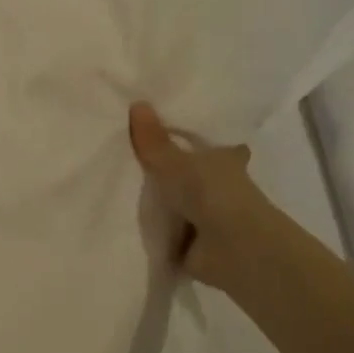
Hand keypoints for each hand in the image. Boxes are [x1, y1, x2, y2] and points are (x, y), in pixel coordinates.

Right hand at [128, 101, 275, 291]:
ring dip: (162, 201)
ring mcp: (210, 216)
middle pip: (194, 173)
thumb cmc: (211, 193)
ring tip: (122, 187)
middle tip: (135, 157)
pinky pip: (168, 230)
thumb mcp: (174, 161)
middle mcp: (222, 186)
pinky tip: (127, 221)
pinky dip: (155, 228)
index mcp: (226, 159)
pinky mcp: (197, 244)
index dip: (202, 140)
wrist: (231, 249)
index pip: (216, 145)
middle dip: (175, 171)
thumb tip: (137, 103)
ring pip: (181, 201)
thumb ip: (153, 140)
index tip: (177, 131)